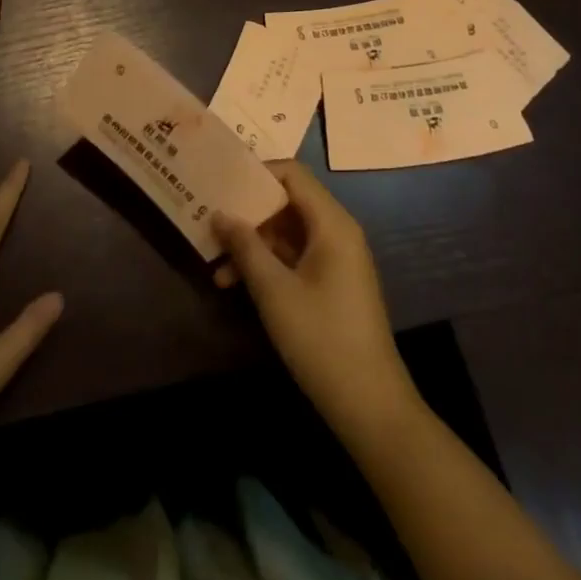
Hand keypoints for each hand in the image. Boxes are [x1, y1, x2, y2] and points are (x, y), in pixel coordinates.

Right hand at [212, 161, 419, 442]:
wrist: (371, 407)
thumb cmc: (321, 339)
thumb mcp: (273, 290)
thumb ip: (244, 246)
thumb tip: (219, 212)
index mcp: (331, 224)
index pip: (291, 174)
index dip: (256, 172)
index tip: (221, 181)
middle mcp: (337, 232)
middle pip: (287, 202)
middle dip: (248, 212)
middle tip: (210, 219)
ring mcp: (336, 259)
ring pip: (287, 232)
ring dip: (253, 243)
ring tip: (215, 263)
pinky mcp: (332, 283)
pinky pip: (294, 256)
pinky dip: (267, 263)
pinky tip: (235, 283)